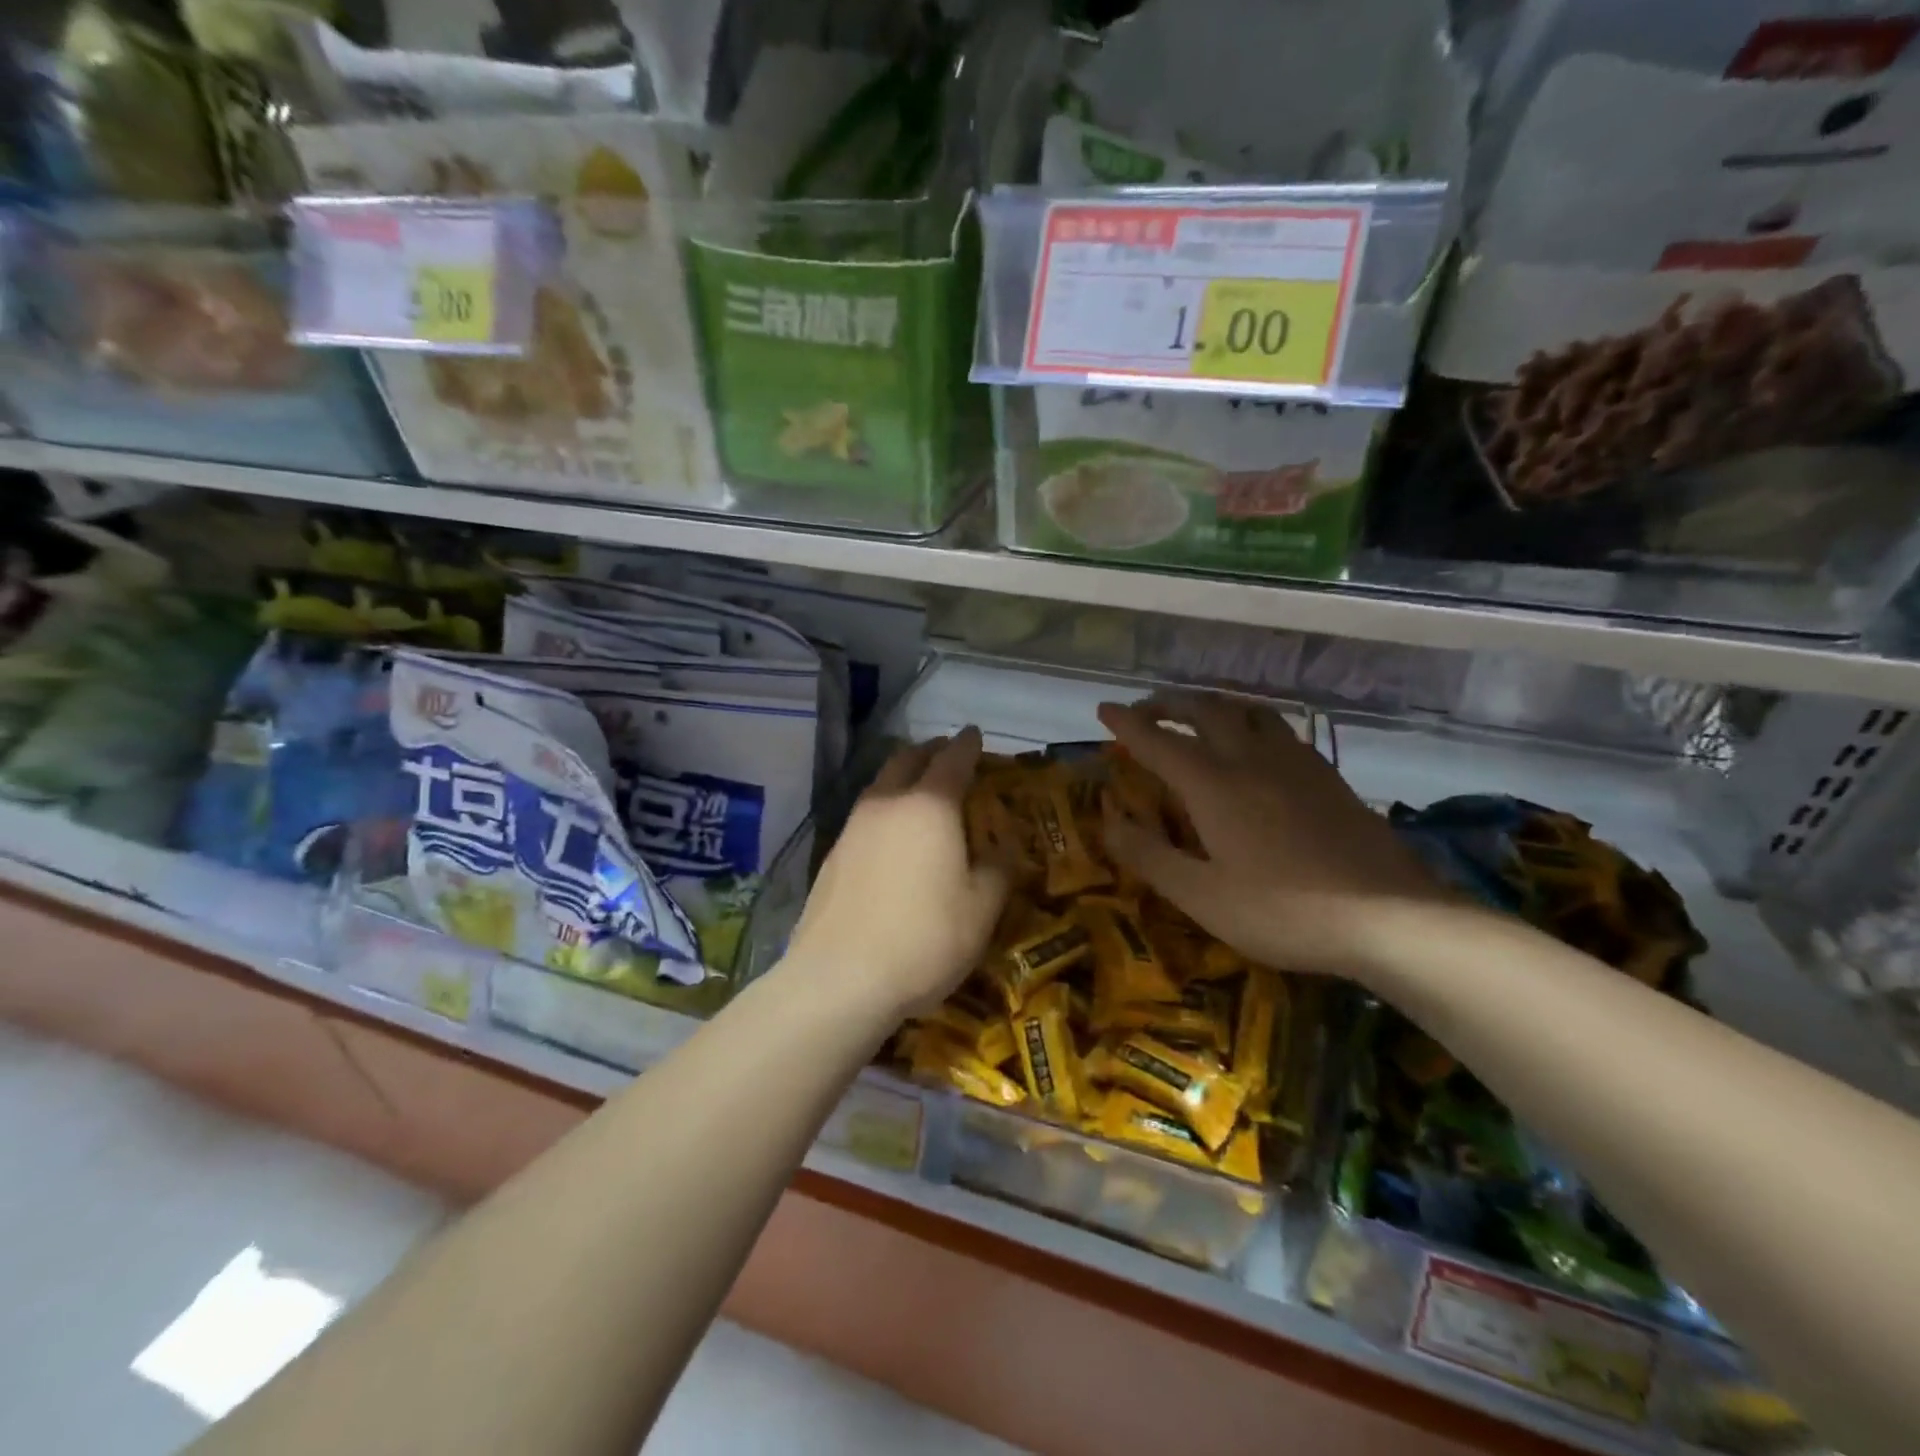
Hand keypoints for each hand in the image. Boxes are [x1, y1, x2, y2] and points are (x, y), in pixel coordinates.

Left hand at [784, 727, 1007, 1021]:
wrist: (839, 978)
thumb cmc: (924, 939)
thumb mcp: (981, 909)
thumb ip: (998, 869)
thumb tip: (1005, 847)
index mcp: (930, 806)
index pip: (953, 758)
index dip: (968, 744)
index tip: (975, 734)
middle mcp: (888, 803)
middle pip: (908, 758)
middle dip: (931, 750)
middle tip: (949, 755)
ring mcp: (853, 826)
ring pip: (881, 783)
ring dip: (904, 776)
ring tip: (921, 791)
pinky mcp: (833, 853)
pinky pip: (866, 813)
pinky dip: (885, 808)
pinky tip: (892, 835)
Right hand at [1097, 695, 1449, 977]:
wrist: (1389, 917)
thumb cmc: (1283, 911)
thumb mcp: (1202, 896)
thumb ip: (1150, 856)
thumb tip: (1108, 822)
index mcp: (1213, 784)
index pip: (1158, 742)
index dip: (1127, 724)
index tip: (1104, 709)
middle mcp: (1251, 759)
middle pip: (1204, 710)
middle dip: (1168, 703)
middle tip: (1145, 709)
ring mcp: (1295, 763)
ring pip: (1247, 710)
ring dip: (1212, 703)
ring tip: (1197, 713)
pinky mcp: (1327, 776)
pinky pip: (1278, 728)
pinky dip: (1250, 720)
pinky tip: (1257, 742)